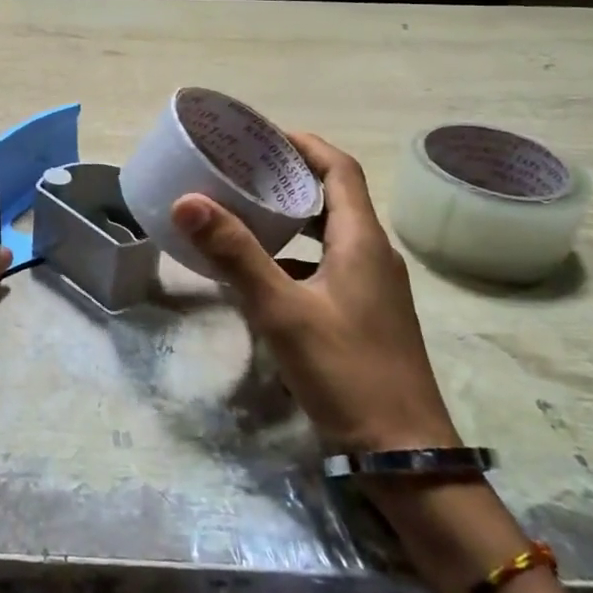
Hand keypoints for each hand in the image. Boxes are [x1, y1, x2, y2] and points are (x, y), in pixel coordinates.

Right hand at [172, 133, 458, 456]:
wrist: (404, 457)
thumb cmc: (347, 372)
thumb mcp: (283, 311)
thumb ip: (236, 254)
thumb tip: (189, 200)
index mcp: (362, 241)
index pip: (340, 168)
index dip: (304, 144)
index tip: (261, 135)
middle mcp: (373, 255)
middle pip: (335, 196)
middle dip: (291, 176)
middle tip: (241, 169)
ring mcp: (373, 288)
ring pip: (330, 233)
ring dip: (292, 216)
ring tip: (244, 210)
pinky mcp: (365, 315)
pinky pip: (327, 265)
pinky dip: (296, 254)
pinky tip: (261, 272)